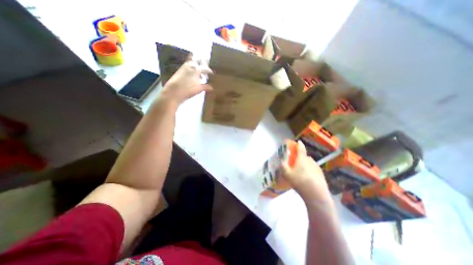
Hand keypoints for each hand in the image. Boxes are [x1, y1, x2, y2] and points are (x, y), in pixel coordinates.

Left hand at [163, 59, 214, 103]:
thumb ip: (206, 87)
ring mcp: (183, 67)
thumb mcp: (199, 89)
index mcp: (196, 69)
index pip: (205, 68)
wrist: (173, 92)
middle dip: (202, 62)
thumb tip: (212, 88)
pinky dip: (191, 69)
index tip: (212, 75)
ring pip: (191, 62)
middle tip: (206, 65)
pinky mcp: (179, 70)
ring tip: (199, 72)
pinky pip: (187, 66)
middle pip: (197, 60)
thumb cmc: (188, 90)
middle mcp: (190, 66)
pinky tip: (192, 75)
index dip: (209, 71)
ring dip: (196, 65)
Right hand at [280, 141, 331, 202]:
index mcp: (302, 159)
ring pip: (309, 163)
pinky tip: (307, 178)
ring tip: (301, 172)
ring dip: (305, 165)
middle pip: (305, 156)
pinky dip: (310, 171)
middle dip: (300, 158)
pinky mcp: (321, 174)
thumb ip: (283, 166)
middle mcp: (310, 161)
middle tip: (295, 162)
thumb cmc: (299, 182)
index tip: (298, 141)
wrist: (316, 195)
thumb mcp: (287, 174)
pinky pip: (313, 169)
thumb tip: (281, 161)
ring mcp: (317, 167)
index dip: (299, 144)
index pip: (301, 148)